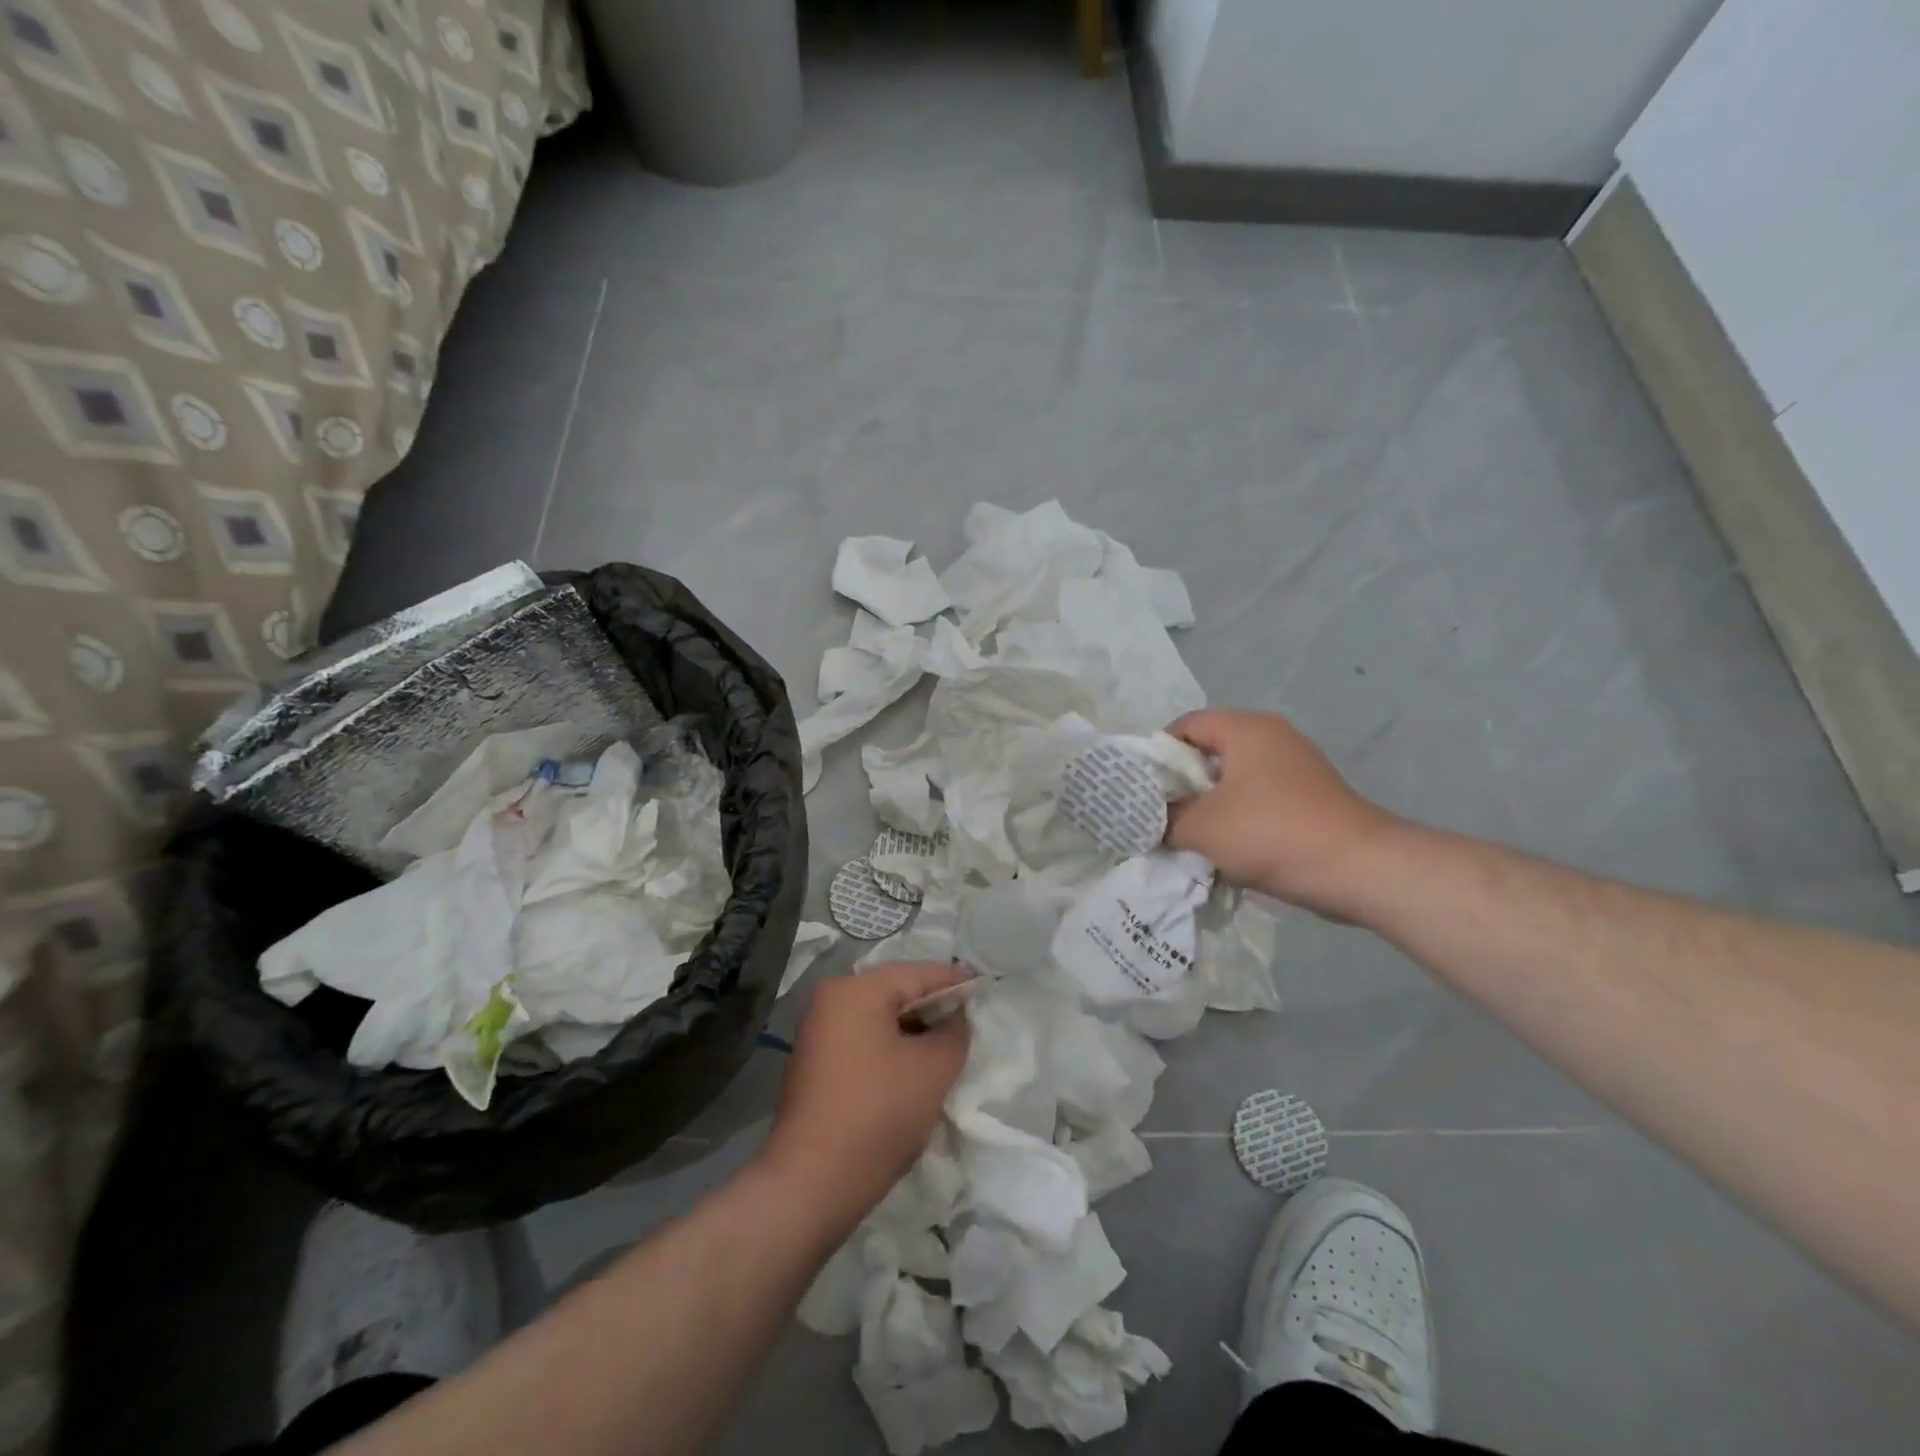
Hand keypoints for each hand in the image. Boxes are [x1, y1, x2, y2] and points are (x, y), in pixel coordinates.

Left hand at [756, 961, 970, 1236]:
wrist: (810, 1183)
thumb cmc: (877, 1114)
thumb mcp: (933, 1069)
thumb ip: (954, 1032)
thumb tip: (954, 1018)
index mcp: (856, 989)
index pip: (918, 973)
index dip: (955, 982)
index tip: (984, 991)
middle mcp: (831, 999)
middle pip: (896, 992)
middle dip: (933, 1008)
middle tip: (970, 1024)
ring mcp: (818, 1031)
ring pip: (879, 1018)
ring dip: (913, 1031)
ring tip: (947, 1049)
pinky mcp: (815, 1062)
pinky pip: (863, 1040)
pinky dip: (891, 1048)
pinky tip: (913, 1070)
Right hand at [1165, 708, 1399, 917]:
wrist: (1359, 869)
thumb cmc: (1271, 833)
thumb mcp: (1202, 828)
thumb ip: (1165, 820)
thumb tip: (1150, 821)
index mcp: (1246, 729)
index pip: (1186, 725)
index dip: (1158, 753)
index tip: (1144, 789)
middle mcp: (1272, 737)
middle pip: (1210, 750)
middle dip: (1182, 783)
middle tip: (1161, 813)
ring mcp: (1295, 766)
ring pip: (1234, 777)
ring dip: (1209, 803)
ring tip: (1189, 834)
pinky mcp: (1309, 795)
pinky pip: (1258, 796)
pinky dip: (1237, 815)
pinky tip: (1227, 846)